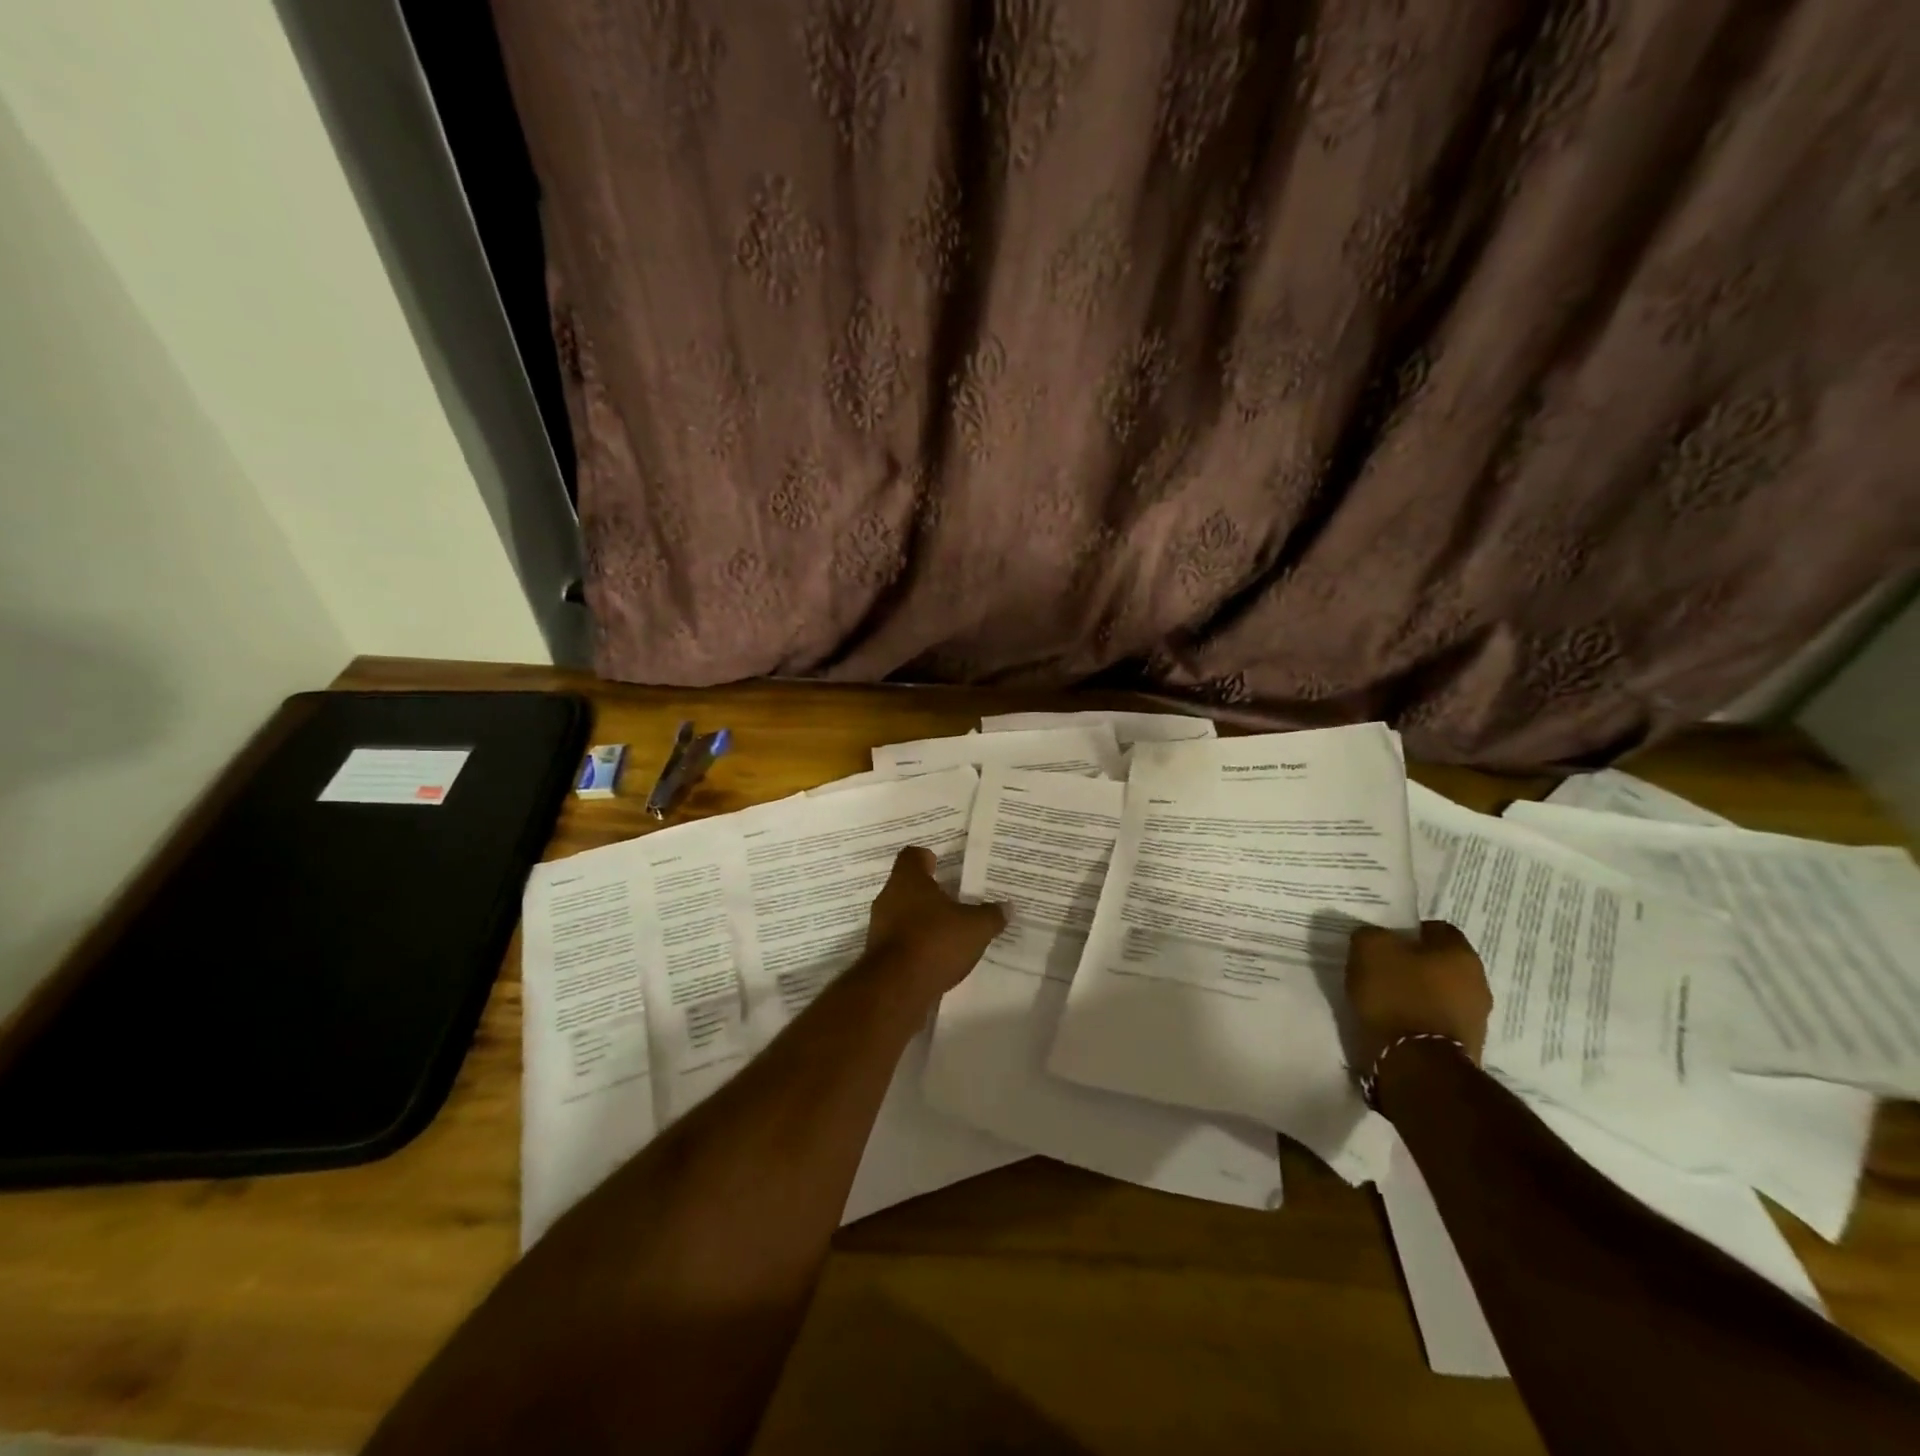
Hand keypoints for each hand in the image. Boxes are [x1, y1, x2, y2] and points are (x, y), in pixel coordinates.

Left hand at [862, 846, 1007, 1000]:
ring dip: (921, 921)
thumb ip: (991, 915)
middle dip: (928, 893)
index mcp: (908, 880)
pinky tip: (935, 956)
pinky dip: (915, 945)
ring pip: (902, 914)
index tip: (941, 865)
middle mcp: (888, 897)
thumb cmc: (935, 941)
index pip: (912, 856)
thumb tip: (1007, 906)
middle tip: (953, 899)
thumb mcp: (975, 927)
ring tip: (947, 931)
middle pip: (907, 886)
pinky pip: (900, 941)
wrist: (896, 988)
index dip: (926, 858)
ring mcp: (879, 927)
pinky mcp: (878, 955)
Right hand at [1345, 920, 1491, 1071]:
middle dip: (1414, 964)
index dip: (1407, 931)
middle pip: (1441, 962)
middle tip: (1382, 969)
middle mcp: (1478, 981)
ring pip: (1442, 992)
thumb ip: (1371, 935)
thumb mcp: (1368, 950)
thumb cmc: (1396, 995)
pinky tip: (1397, 1023)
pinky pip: (1439, 1019)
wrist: (1418, 1063)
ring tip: (1386, 1000)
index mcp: (1460, 952)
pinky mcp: (1467, 1045)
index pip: (1436, 928)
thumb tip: (1375, 937)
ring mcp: (1477, 1016)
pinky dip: (1420, 1018)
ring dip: (1419, 993)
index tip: (1384, 942)